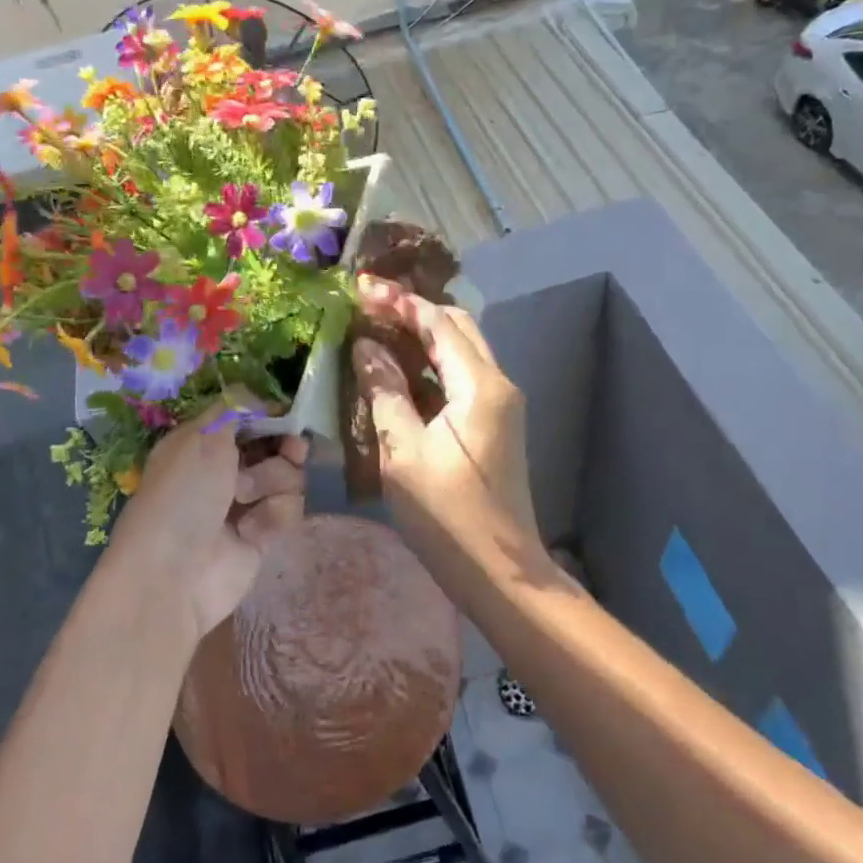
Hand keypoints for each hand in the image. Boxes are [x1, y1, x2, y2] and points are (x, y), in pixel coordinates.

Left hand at [107, 403, 308, 644]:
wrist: (173, 574)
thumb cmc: (182, 494)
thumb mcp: (203, 436)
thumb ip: (236, 409)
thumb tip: (259, 397)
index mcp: (203, 442)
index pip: (249, 419)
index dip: (271, 416)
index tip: (286, 416)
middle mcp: (225, 470)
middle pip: (277, 446)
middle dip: (286, 447)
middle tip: (292, 449)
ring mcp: (245, 504)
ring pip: (288, 477)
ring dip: (272, 483)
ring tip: (245, 499)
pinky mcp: (262, 535)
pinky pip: (288, 511)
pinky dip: (272, 516)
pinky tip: (250, 531)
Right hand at [350, 276, 538, 544]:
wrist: (500, 573)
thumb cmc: (447, 515)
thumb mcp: (403, 452)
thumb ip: (384, 391)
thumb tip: (366, 347)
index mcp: (480, 386)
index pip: (438, 323)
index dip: (399, 303)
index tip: (361, 289)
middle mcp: (498, 384)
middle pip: (457, 328)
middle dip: (414, 312)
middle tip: (369, 309)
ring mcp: (501, 405)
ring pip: (461, 352)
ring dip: (422, 337)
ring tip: (377, 332)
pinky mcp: (495, 425)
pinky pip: (461, 378)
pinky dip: (431, 366)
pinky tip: (398, 373)